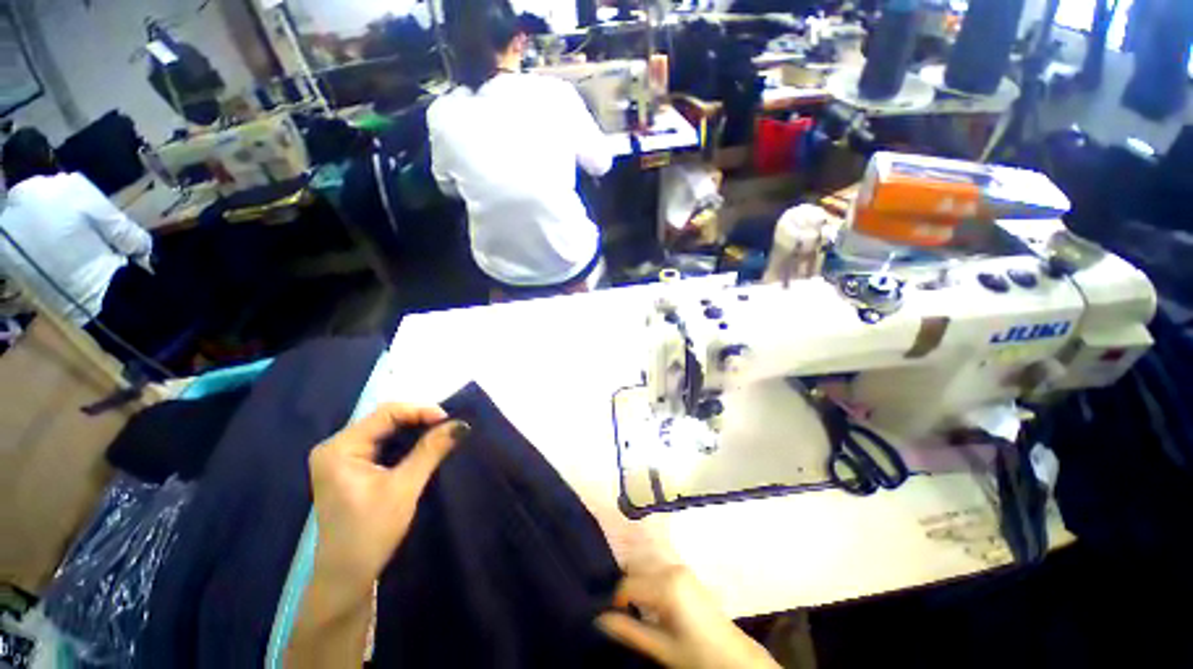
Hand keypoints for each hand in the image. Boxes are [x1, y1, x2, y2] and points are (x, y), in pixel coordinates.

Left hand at [308, 404, 468, 613]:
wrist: (346, 577)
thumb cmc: (371, 532)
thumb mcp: (404, 487)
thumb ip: (431, 451)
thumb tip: (461, 425)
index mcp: (339, 448)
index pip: (386, 413)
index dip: (420, 411)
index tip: (449, 420)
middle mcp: (336, 447)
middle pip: (384, 419)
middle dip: (418, 420)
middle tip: (448, 427)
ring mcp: (341, 458)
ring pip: (385, 431)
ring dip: (414, 431)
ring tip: (441, 433)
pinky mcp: (350, 469)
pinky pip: (382, 444)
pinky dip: (405, 443)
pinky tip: (423, 446)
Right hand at [596, 560, 778, 668]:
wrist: (733, 656)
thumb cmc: (696, 654)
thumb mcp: (661, 648)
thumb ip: (629, 631)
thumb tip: (599, 619)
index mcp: (666, 586)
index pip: (628, 584)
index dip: (616, 600)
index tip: (612, 615)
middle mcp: (671, 569)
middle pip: (636, 568)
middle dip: (625, 586)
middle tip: (621, 610)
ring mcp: (680, 568)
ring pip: (646, 564)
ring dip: (636, 580)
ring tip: (634, 605)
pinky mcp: (685, 572)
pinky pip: (658, 567)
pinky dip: (648, 578)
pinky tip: (650, 599)